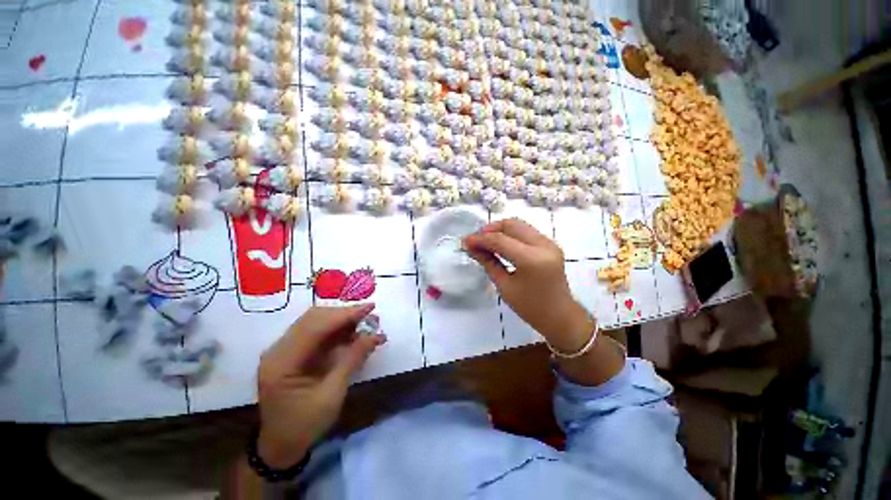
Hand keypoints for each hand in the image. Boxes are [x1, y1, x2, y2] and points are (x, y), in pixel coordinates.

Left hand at [256, 305, 385, 468]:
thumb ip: (352, 360)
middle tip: (370, 315)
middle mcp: (278, 350)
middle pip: (314, 318)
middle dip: (344, 314)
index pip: (315, 327)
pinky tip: (354, 332)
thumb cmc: (304, 425)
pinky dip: (337, 329)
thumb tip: (376, 335)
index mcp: (282, 362)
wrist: (281, 446)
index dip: (344, 315)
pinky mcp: (292, 352)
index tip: (369, 308)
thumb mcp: (332, 394)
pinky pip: (317, 332)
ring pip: (316, 321)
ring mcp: (283, 349)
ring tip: (366, 322)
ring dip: (342, 320)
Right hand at [463, 219, 591, 351]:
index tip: (465, 241)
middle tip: (476, 240)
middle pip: (511, 225)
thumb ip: (488, 262)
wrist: (559, 316)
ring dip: (500, 229)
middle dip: (490, 229)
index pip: (500, 240)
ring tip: (485, 240)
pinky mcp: (551, 244)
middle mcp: (543, 245)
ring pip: (520, 224)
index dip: (480, 239)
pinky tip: (501, 243)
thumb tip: (471, 247)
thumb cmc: (529, 307)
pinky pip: (527, 231)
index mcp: (531, 260)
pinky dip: (511, 233)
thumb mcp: (504, 286)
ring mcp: (550, 243)